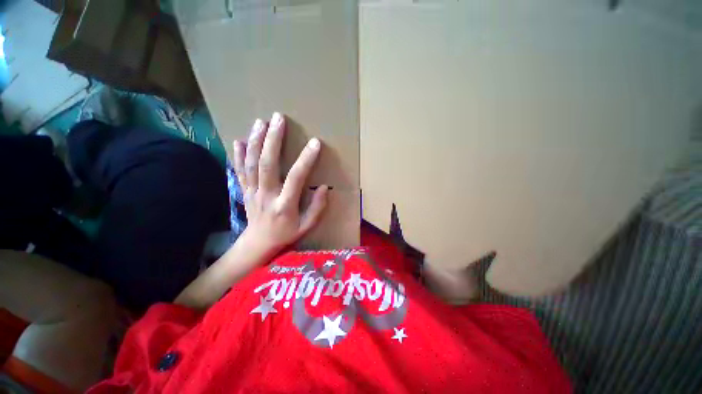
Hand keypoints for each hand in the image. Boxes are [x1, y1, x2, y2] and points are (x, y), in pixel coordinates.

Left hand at [233, 112, 328, 259]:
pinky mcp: (244, 190)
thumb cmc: (286, 234)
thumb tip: (324, 187)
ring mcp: (252, 191)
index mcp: (284, 205)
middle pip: (267, 164)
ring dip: (255, 141)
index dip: (306, 159)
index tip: (315, 143)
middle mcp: (266, 195)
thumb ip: (317, 208)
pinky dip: (237, 155)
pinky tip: (238, 140)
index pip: (296, 178)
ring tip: (261, 122)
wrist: (258, 243)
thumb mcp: (307, 226)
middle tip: (279, 119)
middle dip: (272, 139)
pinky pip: (238, 170)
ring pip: (251, 163)